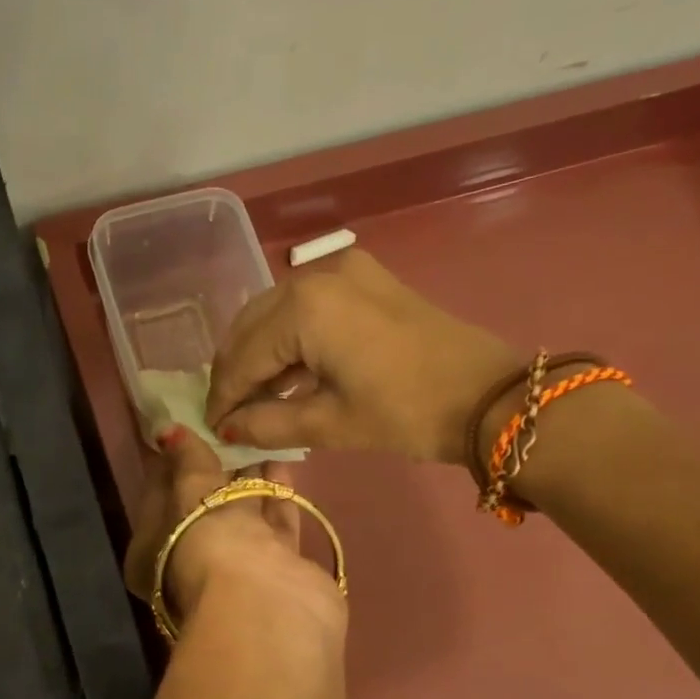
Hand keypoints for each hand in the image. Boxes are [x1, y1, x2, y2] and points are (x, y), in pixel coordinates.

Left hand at [123, 428, 346, 635]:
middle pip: (201, 506)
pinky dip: (276, 491)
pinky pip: (274, 521)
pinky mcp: (277, 567)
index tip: (183, 427)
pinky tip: (281, 456)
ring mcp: (236, 567)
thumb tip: (167, 430)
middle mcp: (190, 563)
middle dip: (213, 467)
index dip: (170, 463)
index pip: (156, 499)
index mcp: (151, 555)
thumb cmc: (208, 548)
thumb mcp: (190, 497)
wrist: (267, 608)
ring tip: (255, 432)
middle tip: (223, 424)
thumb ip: (186, 460)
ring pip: (241, 513)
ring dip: (248, 476)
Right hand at [204, 248, 521, 465]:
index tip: (210, 427)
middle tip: (228, 413)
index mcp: (304, 308)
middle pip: (251, 326)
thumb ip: (266, 424)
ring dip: (258, 354)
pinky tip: (285, 374)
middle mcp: (316, 275)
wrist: (489, 397)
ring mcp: (343, 269)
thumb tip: (225, 429)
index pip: (242, 356)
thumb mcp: (329, 424)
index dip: (223, 396)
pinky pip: (305, 306)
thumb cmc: (406, 413)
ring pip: (274, 313)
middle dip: (234, 371)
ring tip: (253, 399)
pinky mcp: (364, 277)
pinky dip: (287, 338)